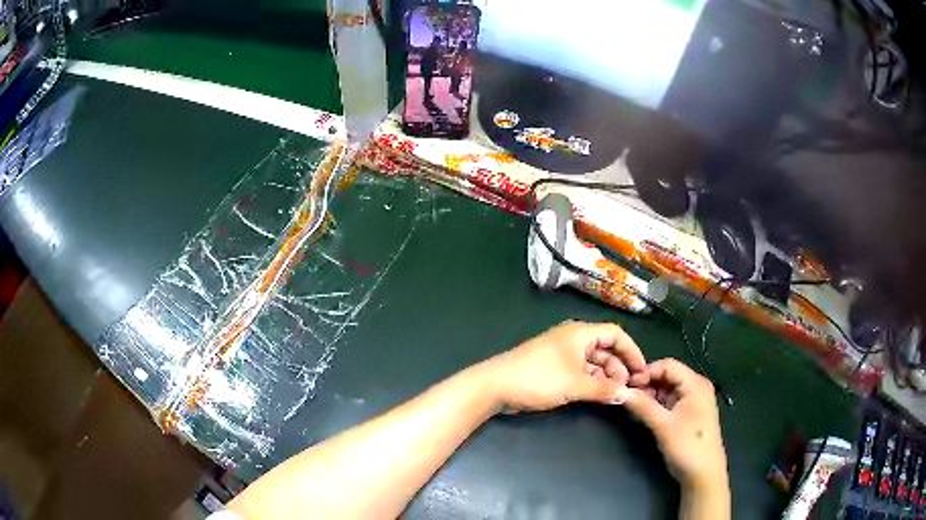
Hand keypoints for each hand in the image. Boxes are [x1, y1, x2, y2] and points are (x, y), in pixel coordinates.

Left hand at [478, 321, 649, 412]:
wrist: (495, 386)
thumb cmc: (538, 378)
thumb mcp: (575, 385)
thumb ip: (604, 389)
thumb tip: (628, 395)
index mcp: (580, 333)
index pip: (615, 335)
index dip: (632, 352)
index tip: (642, 372)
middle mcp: (573, 339)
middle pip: (605, 349)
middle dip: (619, 368)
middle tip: (627, 389)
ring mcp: (562, 354)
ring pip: (593, 363)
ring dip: (605, 377)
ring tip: (614, 395)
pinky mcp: (554, 368)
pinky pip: (580, 372)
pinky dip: (591, 382)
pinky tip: (598, 396)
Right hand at [621, 359, 727, 492]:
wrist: (703, 474)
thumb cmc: (688, 446)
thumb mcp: (663, 426)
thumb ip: (642, 406)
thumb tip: (620, 391)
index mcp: (695, 384)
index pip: (667, 365)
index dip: (646, 372)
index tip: (626, 386)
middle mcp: (696, 387)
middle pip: (667, 376)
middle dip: (646, 384)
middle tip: (626, 396)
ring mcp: (692, 401)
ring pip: (666, 389)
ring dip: (649, 395)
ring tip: (631, 406)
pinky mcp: (688, 414)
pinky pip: (669, 401)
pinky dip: (655, 405)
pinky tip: (643, 413)